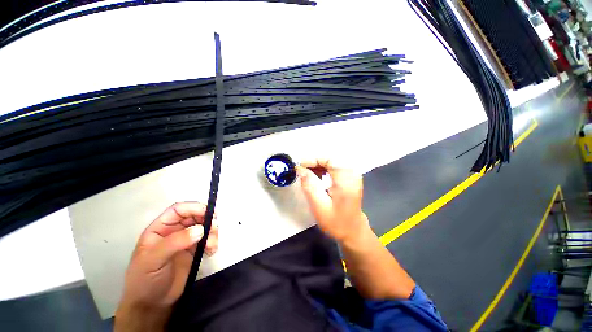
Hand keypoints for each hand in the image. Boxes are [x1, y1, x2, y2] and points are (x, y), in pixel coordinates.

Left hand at [115, 202, 218, 331]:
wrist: (152, 304)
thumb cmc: (145, 280)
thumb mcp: (153, 260)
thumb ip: (175, 242)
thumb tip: (200, 229)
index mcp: (160, 228)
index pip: (178, 210)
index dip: (194, 208)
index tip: (209, 213)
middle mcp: (174, 231)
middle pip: (194, 216)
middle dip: (207, 219)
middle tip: (215, 227)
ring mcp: (185, 240)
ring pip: (203, 227)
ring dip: (212, 232)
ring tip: (212, 245)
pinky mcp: (194, 250)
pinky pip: (207, 239)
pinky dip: (213, 242)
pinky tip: (211, 251)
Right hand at [296, 159, 369, 243]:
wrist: (353, 230)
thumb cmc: (336, 222)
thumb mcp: (319, 206)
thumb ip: (309, 186)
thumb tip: (300, 169)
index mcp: (346, 179)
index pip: (329, 158)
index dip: (313, 159)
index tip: (299, 166)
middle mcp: (352, 172)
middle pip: (330, 157)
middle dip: (313, 162)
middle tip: (301, 171)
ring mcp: (352, 173)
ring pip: (331, 160)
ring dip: (317, 165)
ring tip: (306, 174)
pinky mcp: (349, 176)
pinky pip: (334, 165)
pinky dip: (323, 168)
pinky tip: (316, 176)